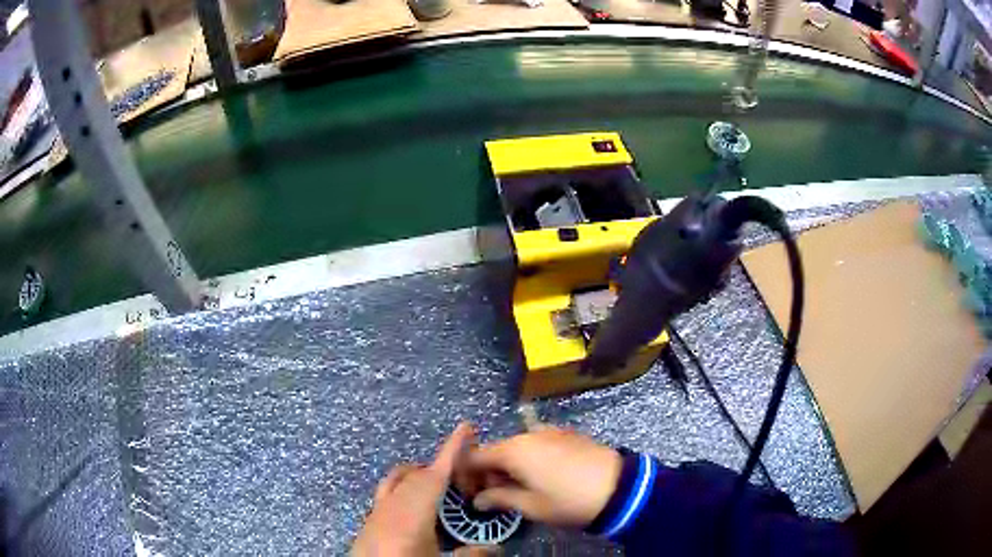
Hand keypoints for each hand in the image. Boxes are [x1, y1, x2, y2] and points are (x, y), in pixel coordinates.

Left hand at [352, 422, 473, 555]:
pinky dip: (405, 487)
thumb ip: (472, 555)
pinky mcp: (369, 519)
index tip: (466, 427)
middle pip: (418, 475)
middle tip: (465, 474)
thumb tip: (497, 547)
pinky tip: (413, 506)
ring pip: (399, 480)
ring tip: (440, 486)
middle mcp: (392, 505)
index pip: (436, 475)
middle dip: (441, 466)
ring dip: (421, 476)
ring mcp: (377, 511)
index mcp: (412, 514)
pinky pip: (388, 491)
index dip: (452, 449)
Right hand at [466, 426, 621, 527]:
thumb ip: (500, 498)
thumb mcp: (531, 506)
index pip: (474, 457)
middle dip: (489, 472)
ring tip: (520, 489)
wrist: (619, 487)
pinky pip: (537, 443)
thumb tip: (479, 500)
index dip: (466, 475)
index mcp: (513, 450)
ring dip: (510, 465)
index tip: (471, 495)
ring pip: (517, 446)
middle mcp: (528, 434)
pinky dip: (529, 458)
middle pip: (495, 450)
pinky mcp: (567, 434)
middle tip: (495, 496)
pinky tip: (542, 476)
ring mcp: (550, 431)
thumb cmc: (568, 500)